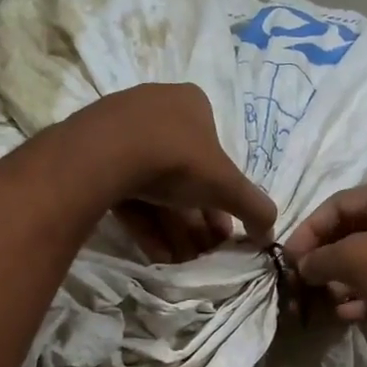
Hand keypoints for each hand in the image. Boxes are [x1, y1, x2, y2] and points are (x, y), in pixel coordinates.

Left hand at [79, 83, 278, 261]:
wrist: (105, 155)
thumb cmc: (177, 159)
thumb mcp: (226, 185)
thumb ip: (254, 207)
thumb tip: (271, 232)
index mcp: (192, 104)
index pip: (215, 155)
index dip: (224, 197)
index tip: (225, 231)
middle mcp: (157, 110)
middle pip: (185, 176)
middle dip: (198, 219)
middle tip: (206, 251)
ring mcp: (120, 131)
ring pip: (155, 188)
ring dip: (174, 228)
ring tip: (183, 262)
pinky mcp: (94, 156)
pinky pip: (128, 193)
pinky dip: (145, 224)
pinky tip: (158, 255)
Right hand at [283, 181, 366, 323]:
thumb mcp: (354, 259)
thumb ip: (320, 258)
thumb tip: (302, 265)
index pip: (338, 203)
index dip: (309, 229)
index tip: (289, 257)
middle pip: (353, 231)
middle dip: (324, 258)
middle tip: (303, 280)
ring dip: (342, 279)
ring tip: (323, 300)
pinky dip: (364, 293)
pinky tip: (346, 314)